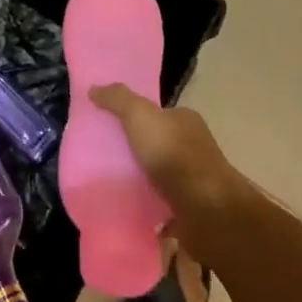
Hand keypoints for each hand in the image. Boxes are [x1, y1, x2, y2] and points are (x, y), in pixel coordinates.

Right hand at [90, 86, 247, 260]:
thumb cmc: (174, 155)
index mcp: (185, 121)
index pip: (158, 114)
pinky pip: (164, 208)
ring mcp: (195, 182)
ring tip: (112, 187)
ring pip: (161, 177)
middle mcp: (194, 148)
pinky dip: (150, 211)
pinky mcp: (192, 212)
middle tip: (104, 159)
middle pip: (158, 145)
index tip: (110, 128)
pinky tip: (130, 212)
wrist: (207, 210)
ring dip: (142, 183)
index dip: (134, 118)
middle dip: (136, 152)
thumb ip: (118, 99)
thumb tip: (94, 88)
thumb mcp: (140, 115)